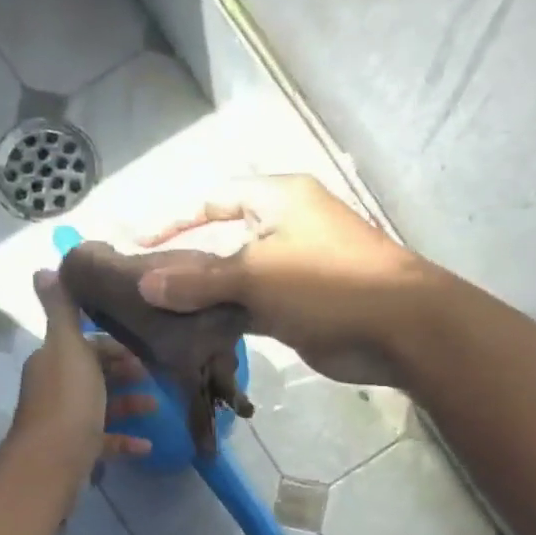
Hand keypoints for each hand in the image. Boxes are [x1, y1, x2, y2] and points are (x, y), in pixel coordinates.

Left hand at [8, 270, 155, 479]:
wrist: (51, 463)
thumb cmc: (68, 401)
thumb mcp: (68, 347)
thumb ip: (62, 310)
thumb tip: (43, 269)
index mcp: (53, 360)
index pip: (83, 342)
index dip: (111, 342)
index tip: (143, 344)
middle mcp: (55, 387)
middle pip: (93, 373)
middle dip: (124, 371)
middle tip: (156, 373)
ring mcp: (65, 422)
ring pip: (101, 407)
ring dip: (129, 404)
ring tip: (158, 405)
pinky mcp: (76, 452)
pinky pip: (104, 441)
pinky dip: (125, 440)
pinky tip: (148, 444)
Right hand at [136, 175, 429, 386]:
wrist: (398, 329)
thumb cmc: (326, 284)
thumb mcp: (255, 276)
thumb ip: (199, 281)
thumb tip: (146, 284)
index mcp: (277, 199)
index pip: (213, 198)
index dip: (174, 218)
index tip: (137, 243)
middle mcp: (283, 228)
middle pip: (222, 239)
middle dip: (185, 261)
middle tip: (143, 287)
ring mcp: (292, 271)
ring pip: (235, 280)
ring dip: (204, 297)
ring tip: (159, 314)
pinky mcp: (298, 308)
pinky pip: (251, 308)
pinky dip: (226, 319)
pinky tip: (194, 336)